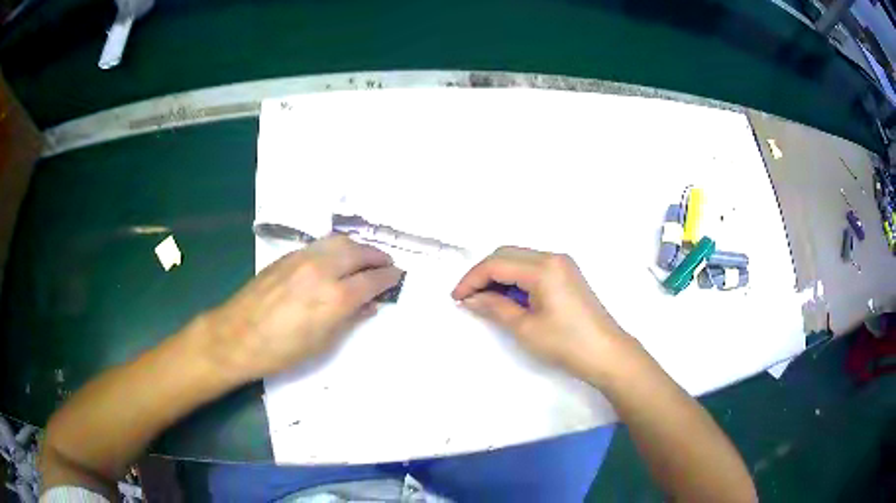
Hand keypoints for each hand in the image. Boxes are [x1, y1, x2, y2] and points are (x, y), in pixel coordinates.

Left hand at [203, 235, 402, 381]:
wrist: (237, 336)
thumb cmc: (281, 351)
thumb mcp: (322, 342)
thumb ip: (348, 318)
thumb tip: (368, 305)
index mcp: (334, 298)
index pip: (371, 280)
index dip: (389, 278)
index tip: (398, 276)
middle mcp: (321, 270)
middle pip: (358, 252)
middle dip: (377, 256)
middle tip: (386, 264)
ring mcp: (303, 259)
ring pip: (338, 241)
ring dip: (357, 247)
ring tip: (364, 258)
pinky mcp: (288, 256)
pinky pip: (320, 245)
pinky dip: (336, 248)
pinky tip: (336, 260)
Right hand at [452, 246, 634, 381]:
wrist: (606, 353)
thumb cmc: (566, 343)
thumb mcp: (525, 327)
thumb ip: (494, 307)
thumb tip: (470, 298)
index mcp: (542, 267)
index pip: (496, 263)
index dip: (471, 279)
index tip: (456, 298)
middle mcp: (552, 257)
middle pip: (506, 254)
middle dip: (483, 274)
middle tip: (468, 298)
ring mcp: (562, 264)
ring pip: (519, 259)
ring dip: (499, 275)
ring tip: (485, 300)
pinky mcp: (567, 274)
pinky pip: (532, 267)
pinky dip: (515, 279)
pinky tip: (509, 298)